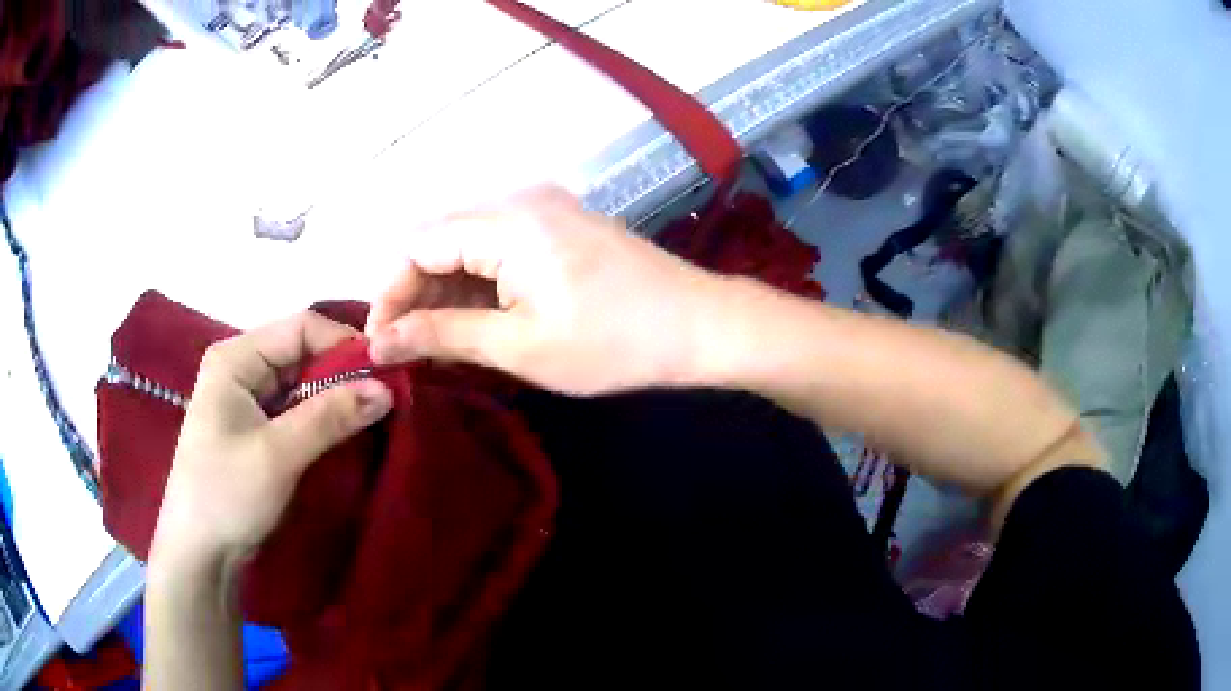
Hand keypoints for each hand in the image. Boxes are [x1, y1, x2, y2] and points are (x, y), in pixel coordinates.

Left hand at [150, 312, 393, 575]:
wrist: (200, 552)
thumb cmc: (226, 494)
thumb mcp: (278, 454)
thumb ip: (330, 417)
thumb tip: (386, 388)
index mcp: (236, 358)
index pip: (301, 328)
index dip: (344, 344)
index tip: (387, 373)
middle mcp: (242, 369)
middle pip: (303, 354)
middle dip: (344, 374)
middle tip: (389, 400)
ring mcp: (249, 400)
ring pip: (303, 385)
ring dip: (337, 400)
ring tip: (377, 417)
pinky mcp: (257, 430)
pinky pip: (298, 411)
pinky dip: (324, 420)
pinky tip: (349, 434)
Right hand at [366, 186, 723, 395]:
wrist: (701, 326)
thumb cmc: (613, 342)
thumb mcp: (519, 345)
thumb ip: (442, 335)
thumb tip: (381, 341)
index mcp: (506, 221)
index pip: (417, 245)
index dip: (390, 293)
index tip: (380, 343)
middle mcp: (519, 202)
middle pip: (440, 243)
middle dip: (416, 296)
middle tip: (408, 352)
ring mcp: (543, 212)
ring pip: (469, 249)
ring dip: (447, 295)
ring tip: (437, 348)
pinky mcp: (560, 228)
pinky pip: (500, 252)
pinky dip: (480, 289)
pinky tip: (475, 325)